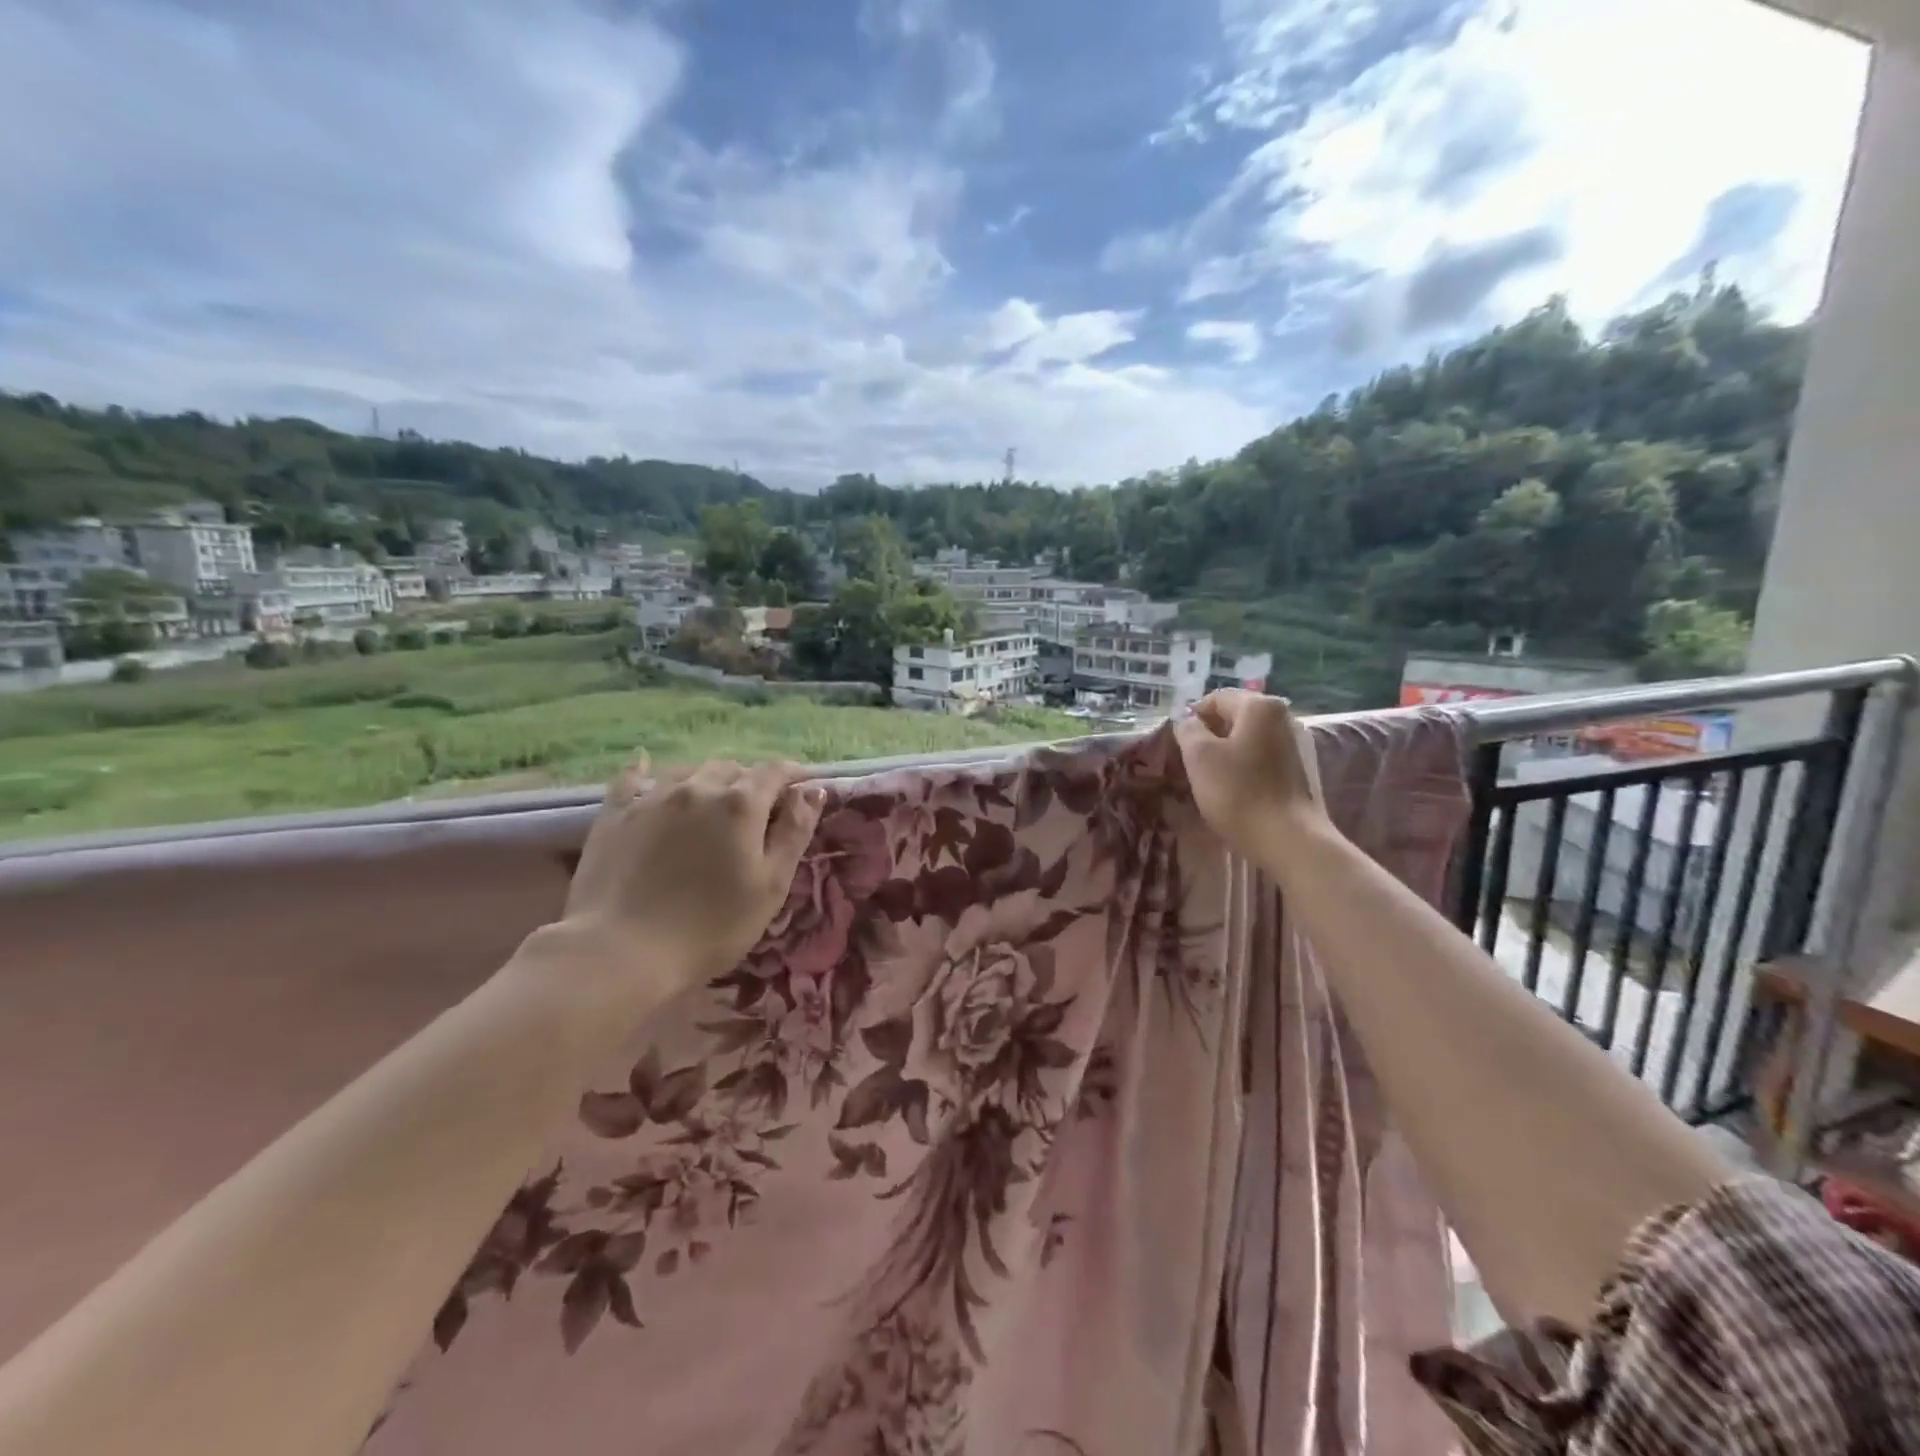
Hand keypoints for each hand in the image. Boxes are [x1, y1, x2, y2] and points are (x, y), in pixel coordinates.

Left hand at [558, 756, 825, 997]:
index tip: (804, 786)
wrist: (621, 951)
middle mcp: (698, 788)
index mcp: (741, 804)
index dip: (793, 774)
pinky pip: (633, 779)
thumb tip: (812, 790)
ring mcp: (652, 797)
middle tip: (757, 808)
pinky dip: (646, 771)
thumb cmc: (711, 926)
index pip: (775, 772)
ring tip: (712, 800)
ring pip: (689, 770)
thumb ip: (794, 832)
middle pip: (732, 768)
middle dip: (750, 781)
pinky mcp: (615, 814)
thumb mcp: (771, 885)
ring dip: (708, 779)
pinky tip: (645, 768)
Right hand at [1174, 690, 1330, 866]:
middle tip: (1190, 763)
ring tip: (1208, 779)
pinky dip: (1240, 767)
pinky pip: (1258, 757)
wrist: (1286, 838)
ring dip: (1222, 753)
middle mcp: (1281, 717)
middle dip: (1208, 736)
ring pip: (1244, 739)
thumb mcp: (1199, 756)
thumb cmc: (1238, 791)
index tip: (1179, 745)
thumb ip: (1188, 730)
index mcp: (1259, 706)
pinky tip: (1231, 789)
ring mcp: (1291, 744)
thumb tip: (1189, 723)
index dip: (1191, 719)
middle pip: (1232, 717)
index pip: (1214, 698)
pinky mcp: (1294, 769)